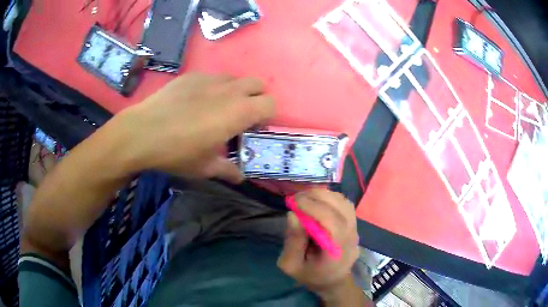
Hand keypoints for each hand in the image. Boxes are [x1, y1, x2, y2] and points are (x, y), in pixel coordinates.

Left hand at [111, 73, 274, 181]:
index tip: (252, 129)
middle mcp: (229, 89)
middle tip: (238, 116)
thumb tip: (240, 177)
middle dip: (255, 98)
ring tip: (215, 108)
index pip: (271, 104)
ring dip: (234, 92)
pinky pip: (211, 78)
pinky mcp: (191, 75)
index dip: (266, 116)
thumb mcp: (205, 168)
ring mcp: (209, 79)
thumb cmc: (177, 152)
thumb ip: (228, 170)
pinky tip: (193, 102)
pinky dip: (212, 88)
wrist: (141, 133)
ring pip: (234, 79)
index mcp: (239, 111)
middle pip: (257, 84)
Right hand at [277, 189, 359, 297]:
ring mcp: (356, 230)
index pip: (331, 222)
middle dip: (317, 196)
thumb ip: (292, 242)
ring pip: (344, 203)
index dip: (313, 207)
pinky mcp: (354, 225)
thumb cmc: (310, 275)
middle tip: (296, 197)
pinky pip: (345, 205)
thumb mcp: (291, 265)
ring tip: (305, 198)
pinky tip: (317, 202)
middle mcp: (351, 237)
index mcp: (336, 251)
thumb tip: (293, 215)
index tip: (293, 202)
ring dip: (324, 195)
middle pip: (341, 208)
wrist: (332, 281)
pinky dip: (331, 198)